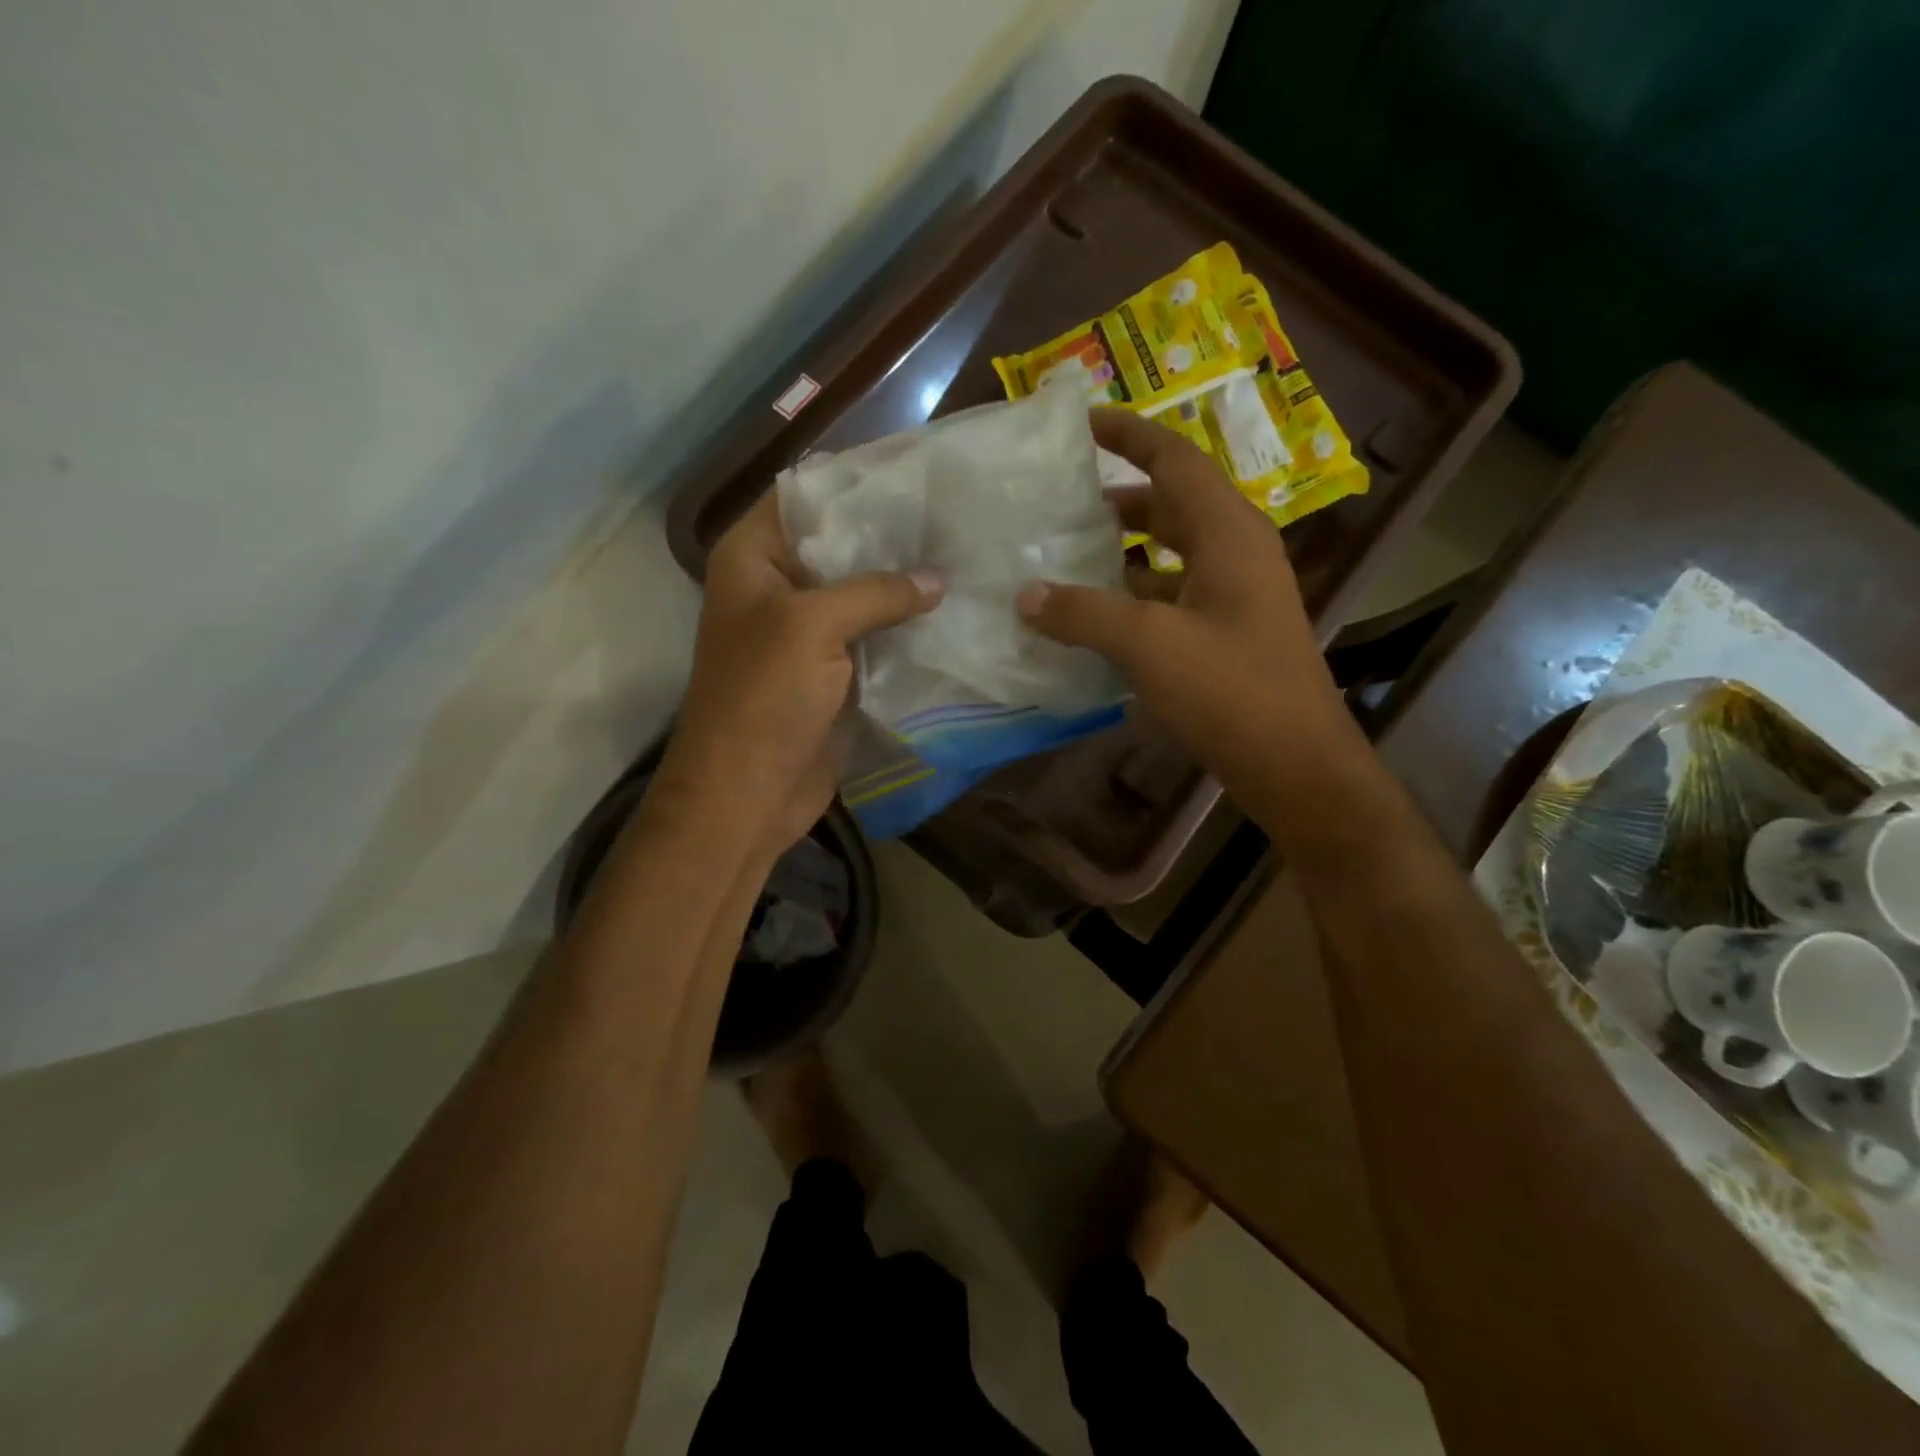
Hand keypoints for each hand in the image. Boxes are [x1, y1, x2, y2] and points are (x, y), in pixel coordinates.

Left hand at [652, 495, 941, 861]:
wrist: (748, 793)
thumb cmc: (763, 697)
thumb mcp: (813, 626)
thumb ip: (876, 591)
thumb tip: (937, 580)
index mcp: (754, 558)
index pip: (806, 495)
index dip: (857, 480)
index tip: (918, 471)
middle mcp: (780, 586)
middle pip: (842, 544)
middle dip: (893, 535)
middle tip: (956, 515)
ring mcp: (809, 632)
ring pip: (863, 593)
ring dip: (906, 584)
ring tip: (966, 556)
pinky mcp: (835, 672)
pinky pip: (875, 637)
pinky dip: (907, 628)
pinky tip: (953, 611)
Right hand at [1017, 407, 1352, 804]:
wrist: (1296, 764)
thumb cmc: (1230, 690)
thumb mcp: (1148, 645)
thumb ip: (1082, 614)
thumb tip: (1025, 595)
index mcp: (1227, 532)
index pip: (1173, 459)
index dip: (1128, 434)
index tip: (1081, 424)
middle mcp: (1236, 551)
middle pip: (1171, 504)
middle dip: (1117, 497)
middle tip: (1060, 501)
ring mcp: (1235, 594)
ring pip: (1170, 553)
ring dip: (1123, 551)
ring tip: (1065, 555)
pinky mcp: (1228, 632)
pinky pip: (1172, 595)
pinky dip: (1134, 596)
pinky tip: (1094, 617)